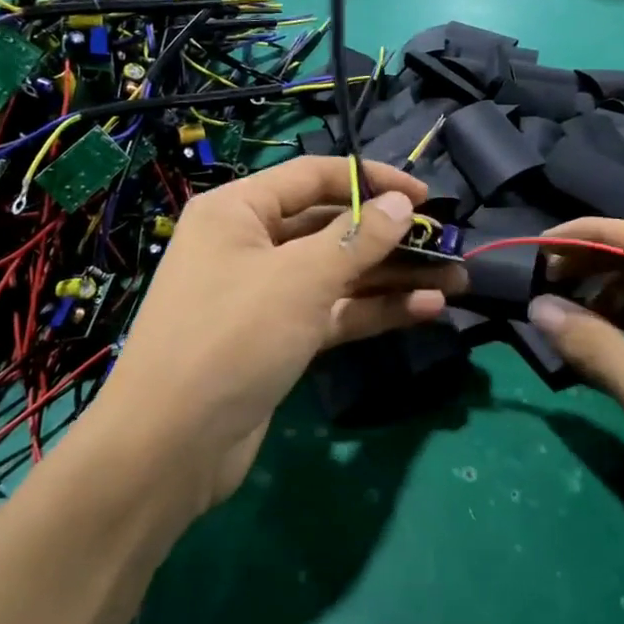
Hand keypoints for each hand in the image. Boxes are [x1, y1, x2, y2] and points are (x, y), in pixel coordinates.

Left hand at [97, 157, 464, 513]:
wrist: (170, 447)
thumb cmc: (232, 338)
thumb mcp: (300, 279)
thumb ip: (357, 238)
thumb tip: (401, 203)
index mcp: (238, 211)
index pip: (314, 177)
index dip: (371, 180)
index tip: (424, 196)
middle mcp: (249, 245)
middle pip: (331, 227)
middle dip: (390, 237)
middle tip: (446, 245)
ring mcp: (264, 295)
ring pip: (338, 274)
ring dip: (393, 277)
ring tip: (454, 280)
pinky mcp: (278, 338)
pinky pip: (332, 312)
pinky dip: (373, 310)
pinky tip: (425, 310)